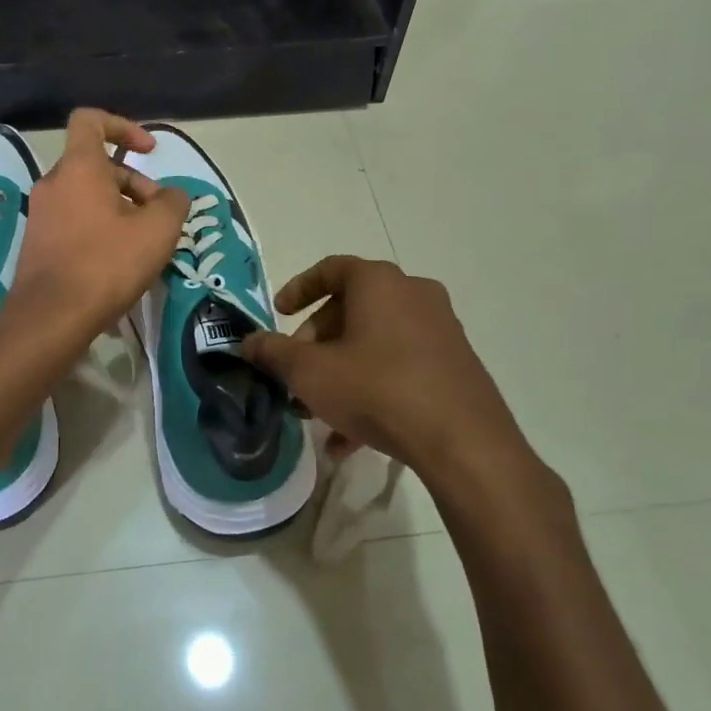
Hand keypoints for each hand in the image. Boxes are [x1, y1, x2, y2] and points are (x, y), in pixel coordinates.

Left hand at [9, 109, 189, 341]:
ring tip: (143, 244)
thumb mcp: (157, 231)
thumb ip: (173, 203)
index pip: (90, 120)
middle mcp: (53, 182)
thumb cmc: (106, 264)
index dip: (123, 127)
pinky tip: (118, 262)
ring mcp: (41, 213)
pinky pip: (75, 220)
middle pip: (97, 165)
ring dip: (119, 209)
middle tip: (158, 217)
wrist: (50, 317)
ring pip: (87, 195)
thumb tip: (172, 195)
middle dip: (133, 184)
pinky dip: (100, 228)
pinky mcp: (38, 242)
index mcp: (78, 167)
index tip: (149, 152)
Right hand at [241, 256, 530, 484]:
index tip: (278, 314)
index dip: (298, 289)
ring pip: (375, 342)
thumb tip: (247, 342)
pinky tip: (349, 439)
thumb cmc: (377, 389)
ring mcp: (440, 330)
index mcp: (379, 282)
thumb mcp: (311, 372)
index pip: (330, 269)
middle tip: (297, 372)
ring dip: (341, 371)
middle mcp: (414, 294)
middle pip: (352, 308)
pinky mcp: (455, 364)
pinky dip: (371, 389)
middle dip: (317, 341)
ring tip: (317, 411)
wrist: (462, 442)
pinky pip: (400, 367)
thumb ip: (274, 353)